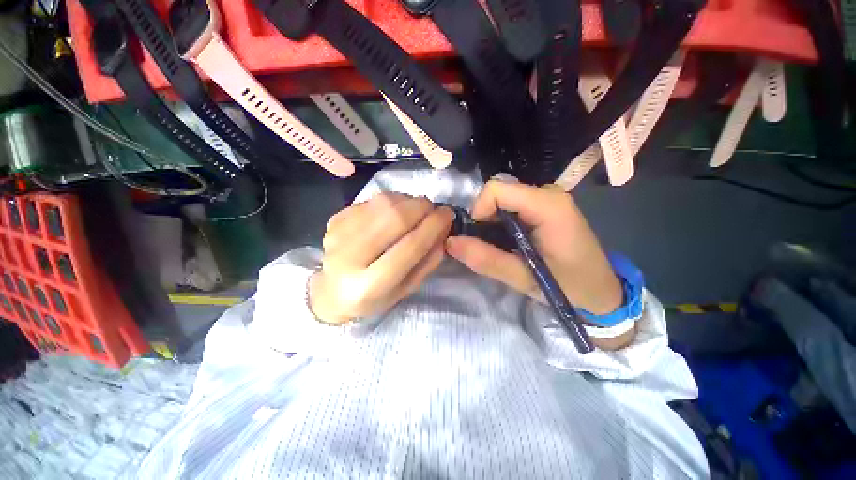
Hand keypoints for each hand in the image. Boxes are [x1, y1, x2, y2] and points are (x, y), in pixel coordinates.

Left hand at [309, 193, 453, 323]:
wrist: (333, 291)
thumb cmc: (375, 296)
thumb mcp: (408, 288)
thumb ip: (429, 260)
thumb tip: (443, 228)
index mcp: (370, 286)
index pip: (409, 248)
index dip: (433, 227)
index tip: (448, 215)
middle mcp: (349, 258)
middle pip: (394, 218)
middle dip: (422, 208)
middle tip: (434, 209)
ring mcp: (338, 234)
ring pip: (383, 203)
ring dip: (409, 201)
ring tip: (417, 210)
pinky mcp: (334, 219)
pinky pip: (371, 199)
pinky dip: (392, 200)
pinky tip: (395, 211)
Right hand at [446, 180, 622, 315]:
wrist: (601, 290)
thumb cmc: (568, 287)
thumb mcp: (523, 278)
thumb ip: (485, 259)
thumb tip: (450, 242)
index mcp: (548, 206)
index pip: (496, 190)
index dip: (479, 211)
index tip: (478, 237)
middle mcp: (549, 193)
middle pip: (498, 193)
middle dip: (485, 219)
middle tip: (490, 247)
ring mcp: (549, 197)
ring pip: (503, 199)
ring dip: (493, 222)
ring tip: (502, 247)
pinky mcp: (546, 205)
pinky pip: (513, 204)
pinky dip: (502, 221)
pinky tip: (511, 241)